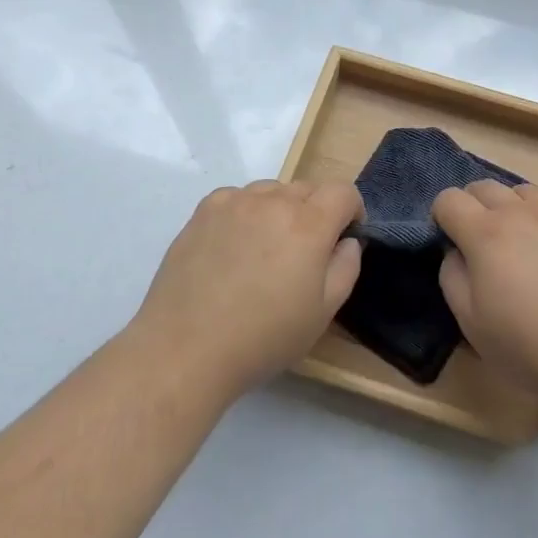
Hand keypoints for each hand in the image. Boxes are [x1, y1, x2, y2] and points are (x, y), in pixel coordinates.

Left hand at [135, 180, 363, 398]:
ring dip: (280, 210)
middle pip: (308, 189)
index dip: (352, 210)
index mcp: (308, 224)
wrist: (186, 348)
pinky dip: (246, 213)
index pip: (342, 191)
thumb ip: (346, 267)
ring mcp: (235, 201)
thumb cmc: (263, 338)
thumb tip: (346, 240)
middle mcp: (273, 201)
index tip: (344, 236)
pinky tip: (234, 248)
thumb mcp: (323, 313)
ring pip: (272, 191)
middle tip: (303, 254)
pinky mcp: (204, 210)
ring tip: (265, 251)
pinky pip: (238, 198)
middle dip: (316, 213)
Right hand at [433, 181, 537, 405]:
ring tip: (518, 243)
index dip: (441, 217)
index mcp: (485, 234)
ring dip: (510, 207)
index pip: (449, 199)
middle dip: (472, 206)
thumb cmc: (529, 345)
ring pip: (522, 191)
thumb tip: (456, 252)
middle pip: (484, 186)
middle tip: (480, 244)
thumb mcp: (471, 323)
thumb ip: (452, 277)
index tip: (450, 242)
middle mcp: (520, 213)